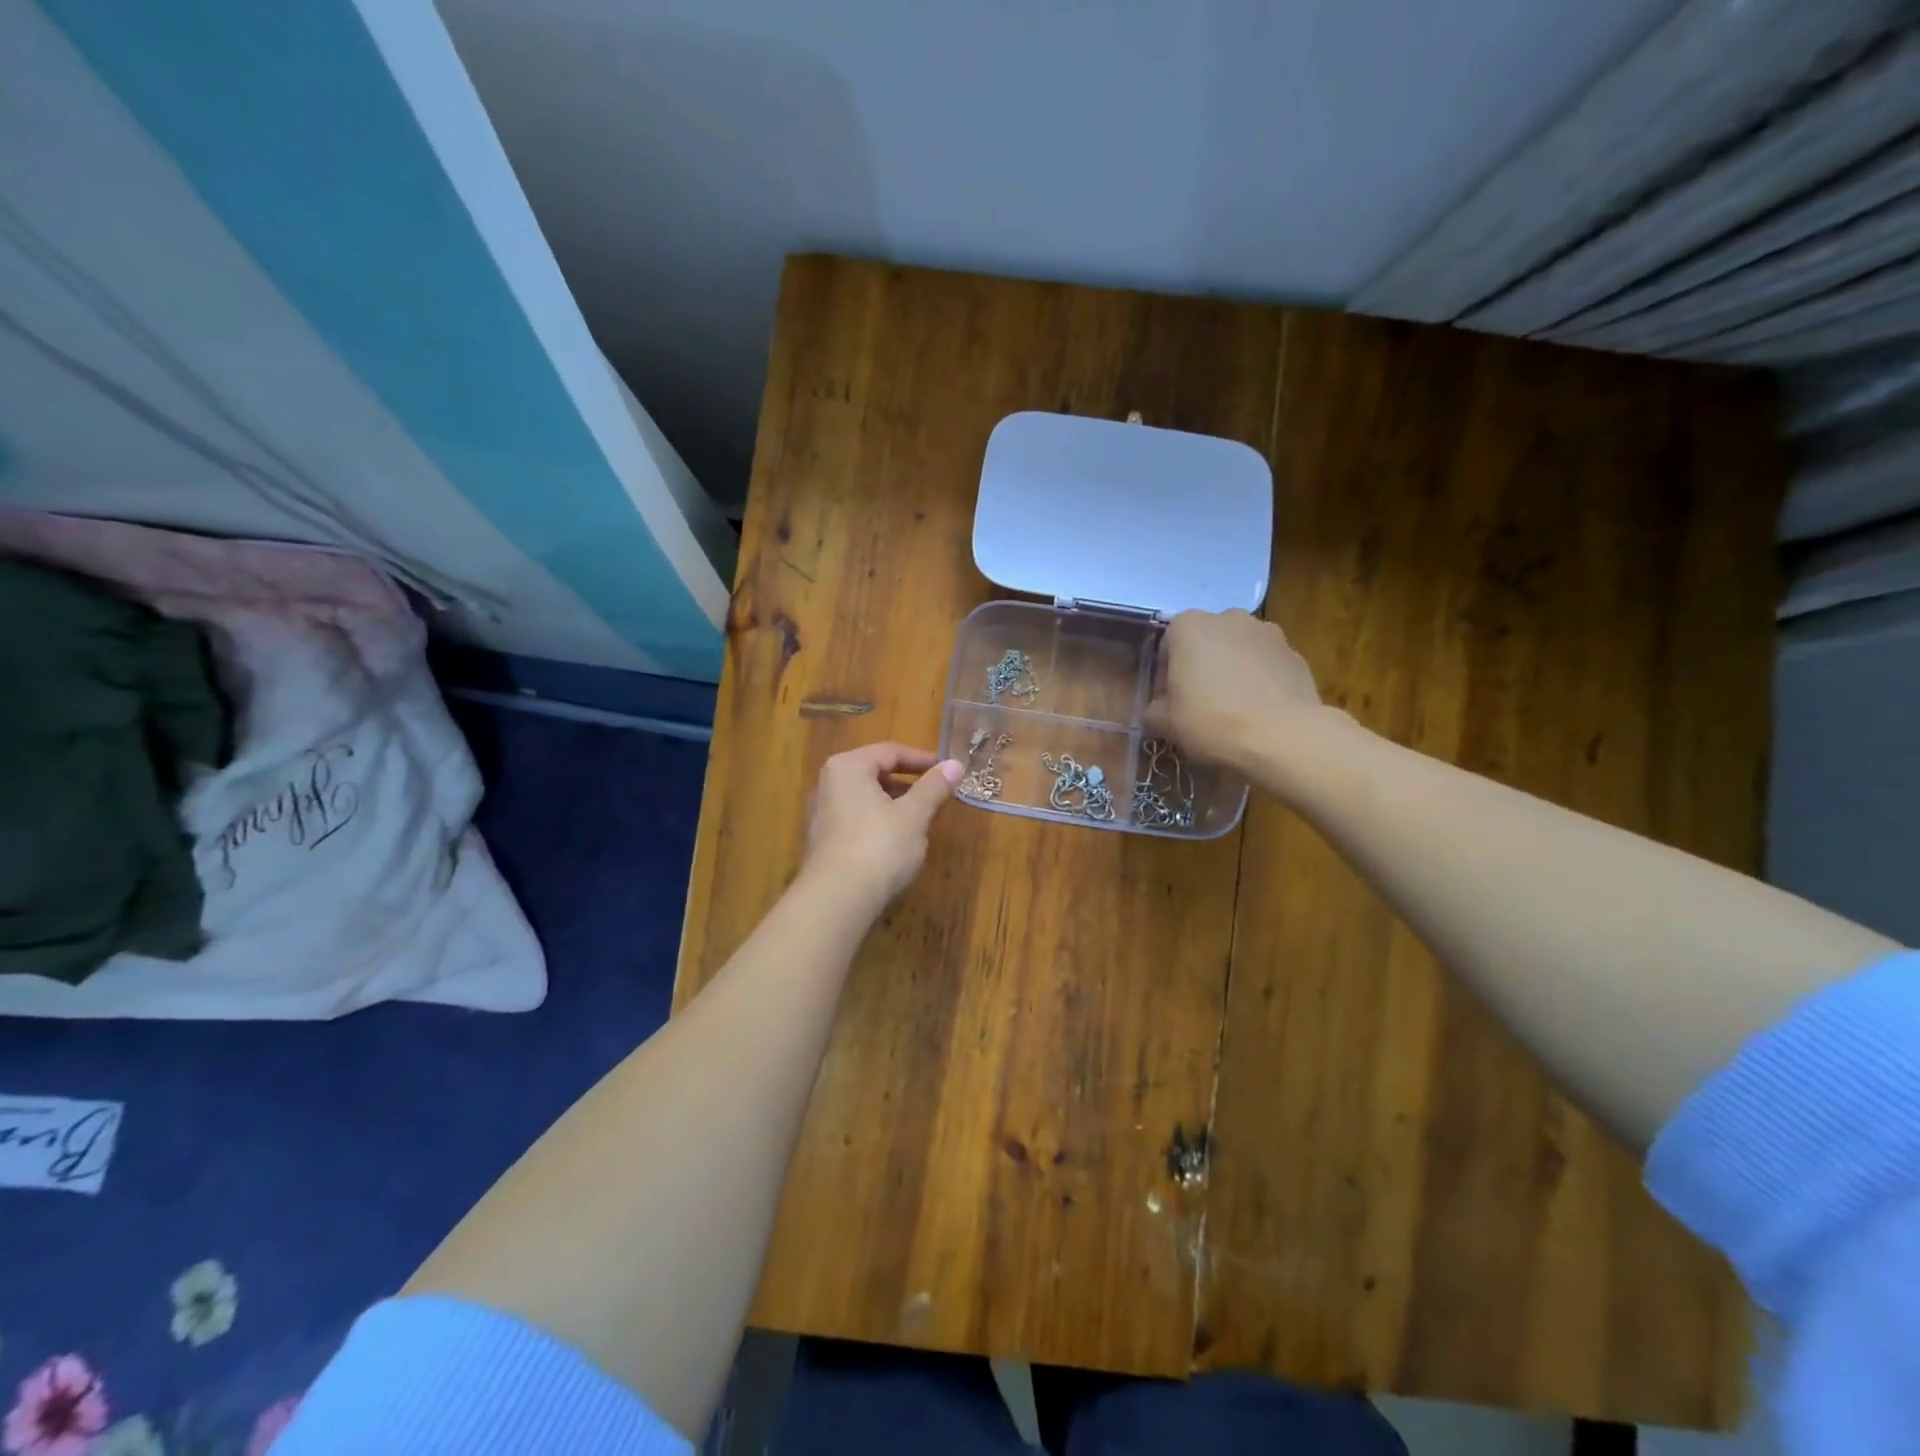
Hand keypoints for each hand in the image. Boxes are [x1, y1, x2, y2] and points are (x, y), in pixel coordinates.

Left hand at [801, 742, 961, 906]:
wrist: (837, 899)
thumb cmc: (879, 846)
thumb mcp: (914, 815)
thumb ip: (934, 787)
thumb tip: (955, 764)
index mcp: (848, 767)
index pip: (890, 751)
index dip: (922, 759)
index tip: (947, 770)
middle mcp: (828, 783)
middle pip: (875, 773)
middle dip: (907, 783)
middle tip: (935, 795)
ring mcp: (821, 814)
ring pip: (865, 798)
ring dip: (894, 804)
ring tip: (920, 820)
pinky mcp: (822, 842)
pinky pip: (856, 820)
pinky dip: (878, 822)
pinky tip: (896, 843)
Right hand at [1145, 609, 1324, 765]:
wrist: (1281, 736)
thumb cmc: (1211, 721)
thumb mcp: (1164, 723)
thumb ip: (1153, 709)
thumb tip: (1158, 709)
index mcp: (1188, 626)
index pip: (1167, 646)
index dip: (1165, 676)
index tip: (1169, 702)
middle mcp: (1228, 617)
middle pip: (1205, 642)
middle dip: (1200, 667)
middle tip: (1199, 704)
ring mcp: (1267, 632)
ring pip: (1238, 651)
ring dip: (1231, 671)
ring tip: (1233, 708)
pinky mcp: (1295, 653)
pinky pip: (1267, 665)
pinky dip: (1260, 681)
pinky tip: (1259, 711)